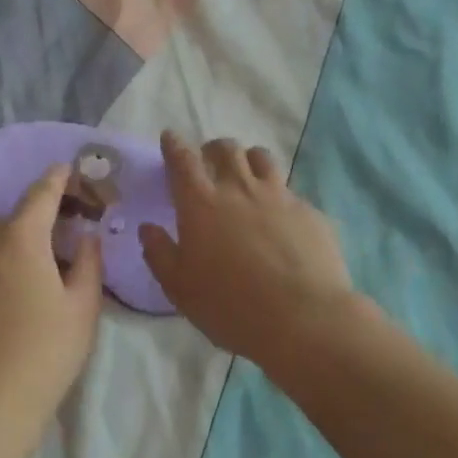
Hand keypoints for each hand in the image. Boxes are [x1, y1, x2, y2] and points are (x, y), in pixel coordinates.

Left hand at [0, 166, 105, 422]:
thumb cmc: (41, 359)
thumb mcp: (83, 312)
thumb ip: (88, 263)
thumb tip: (86, 236)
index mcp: (20, 239)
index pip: (41, 193)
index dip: (56, 180)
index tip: (64, 171)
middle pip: (6, 225)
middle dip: (25, 234)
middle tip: (41, 264)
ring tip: (4, 301)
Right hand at [139, 132, 358, 363]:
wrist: (303, 318)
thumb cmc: (231, 306)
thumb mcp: (180, 288)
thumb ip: (160, 254)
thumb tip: (148, 229)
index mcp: (201, 203)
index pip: (182, 159)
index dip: (174, 145)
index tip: (170, 138)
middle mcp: (240, 188)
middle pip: (226, 149)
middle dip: (212, 149)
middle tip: (208, 162)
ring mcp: (279, 196)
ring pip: (261, 158)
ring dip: (247, 160)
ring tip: (245, 176)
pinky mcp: (309, 211)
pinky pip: (289, 190)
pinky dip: (277, 195)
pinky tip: (279, 217)